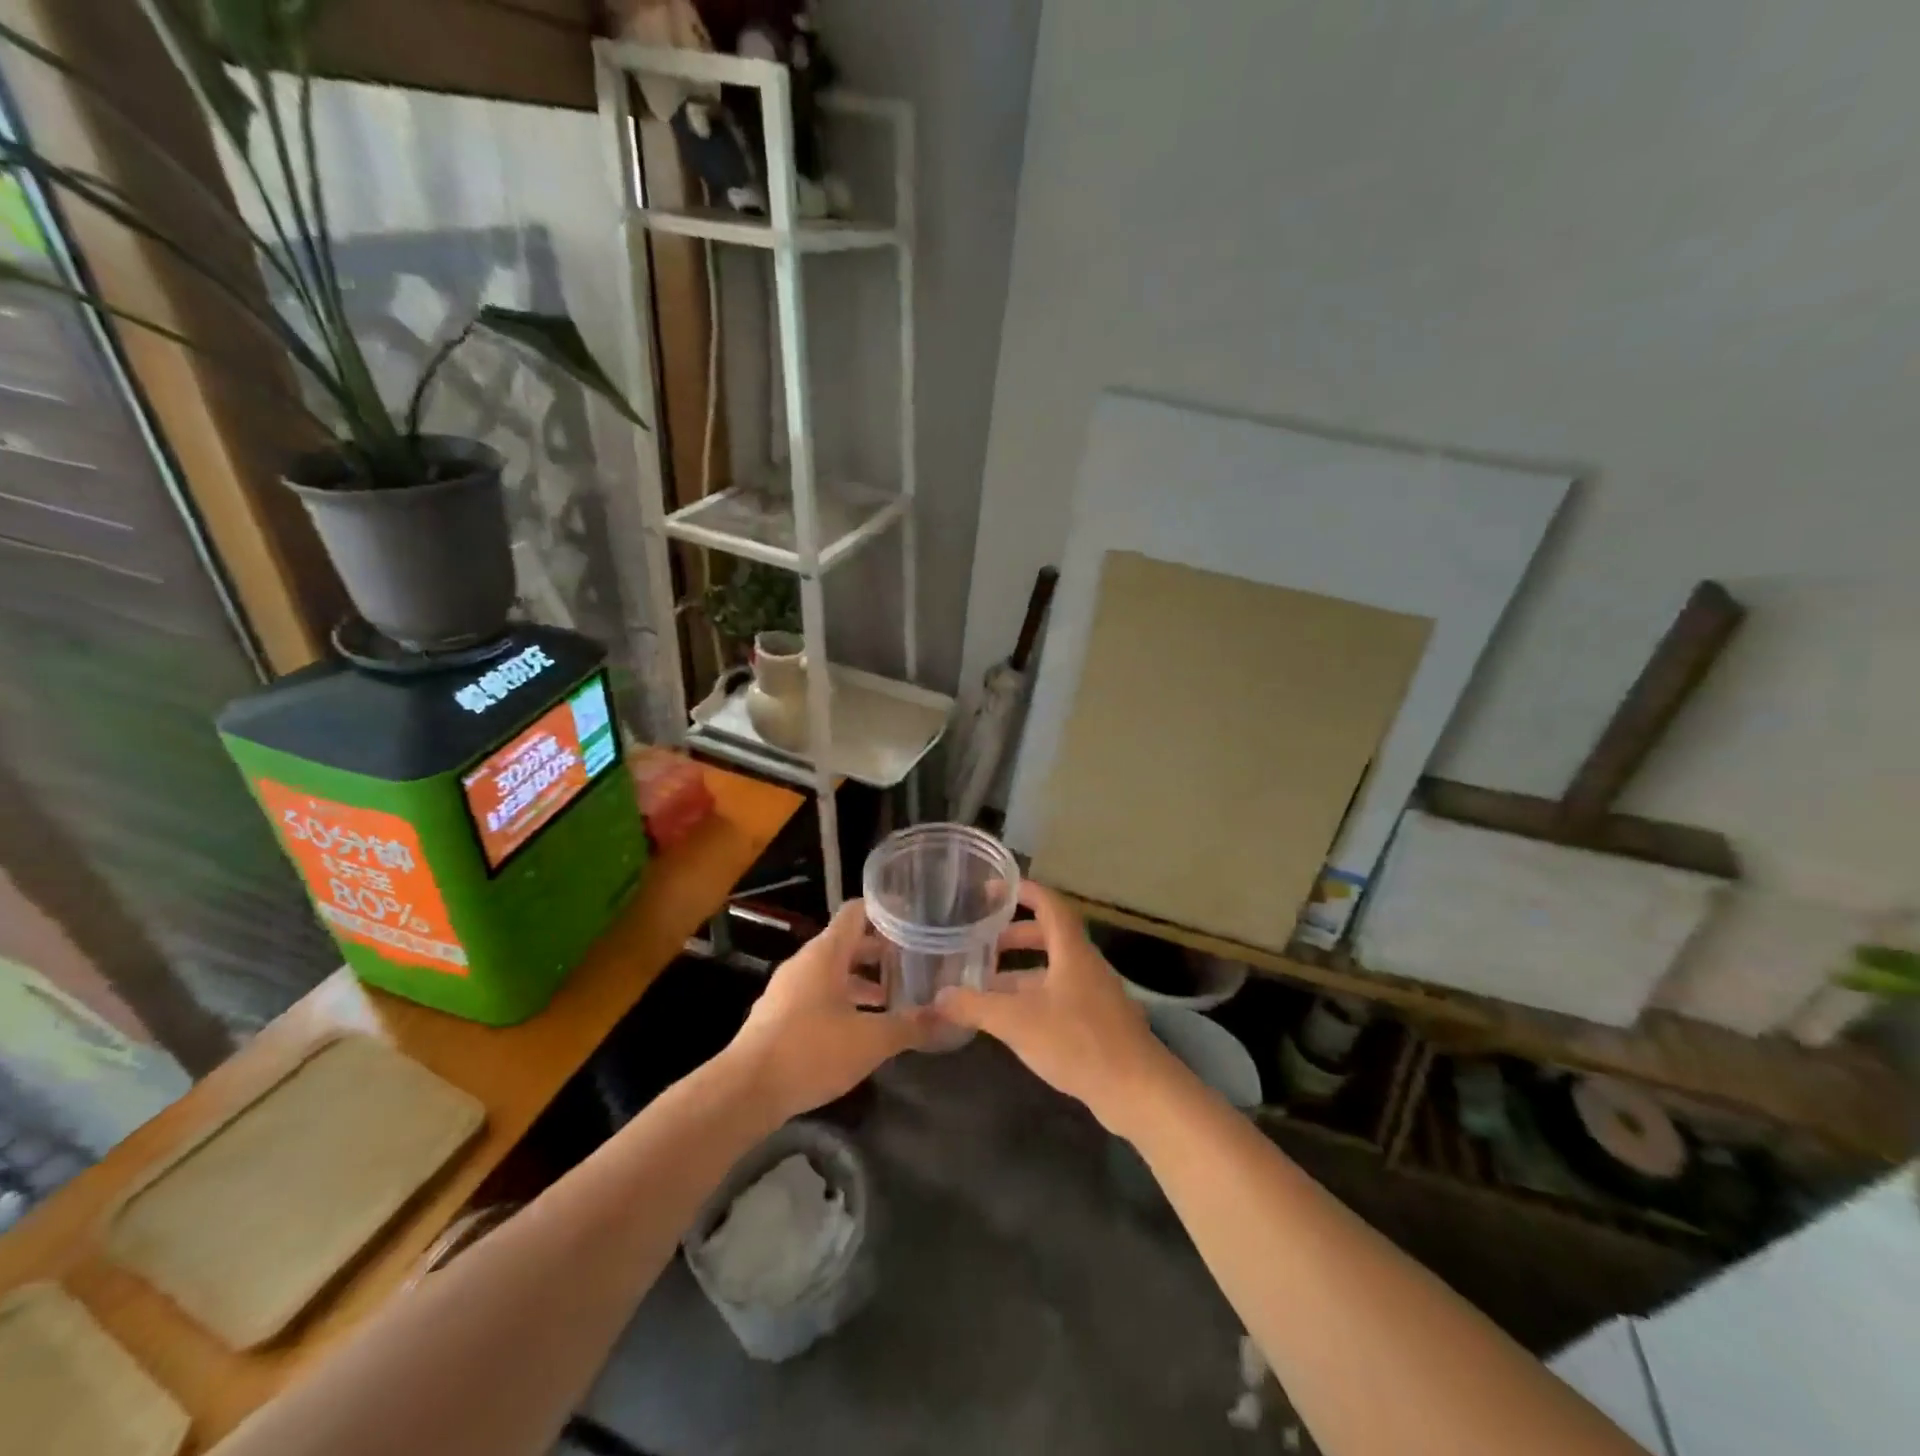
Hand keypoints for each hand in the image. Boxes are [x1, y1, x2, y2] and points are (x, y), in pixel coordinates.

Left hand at [725, 898, 931, 1123]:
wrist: (746, 1091)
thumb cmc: (810, 1051)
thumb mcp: (870, 1040)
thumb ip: (911, 1026)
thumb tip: (949, 1016)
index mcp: (826, 953)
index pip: (857, 911)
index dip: (886, 909)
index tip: (915, 916)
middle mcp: (805, 963)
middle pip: (848, 942)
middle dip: (882, 951)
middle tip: (916, 961)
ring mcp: (789, 989)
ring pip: (833, 972)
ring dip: (863, 980)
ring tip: (896, 997)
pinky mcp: (780, 1015)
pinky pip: (819, 994)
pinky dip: (844, 1000)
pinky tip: (863, 1027)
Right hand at [933, 882, 1179, 1135]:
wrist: (1137, 1090)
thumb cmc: (1078, 1041)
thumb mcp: (1017, 1022)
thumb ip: (976, 1006)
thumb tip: (937, 996)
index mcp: (1071, 950)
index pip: (1049, 904)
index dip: (1022, 891)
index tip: (993, 890)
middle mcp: (1085, 965)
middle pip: (1049, 936)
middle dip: (1014, 936)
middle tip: (981, 943)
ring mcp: (1095, 994)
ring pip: (1053, 970)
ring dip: (1021, 972)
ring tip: (985, 985)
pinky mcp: (1098, 1023)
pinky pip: (1060, 996)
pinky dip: (1034, 998)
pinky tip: (1012, 1021)